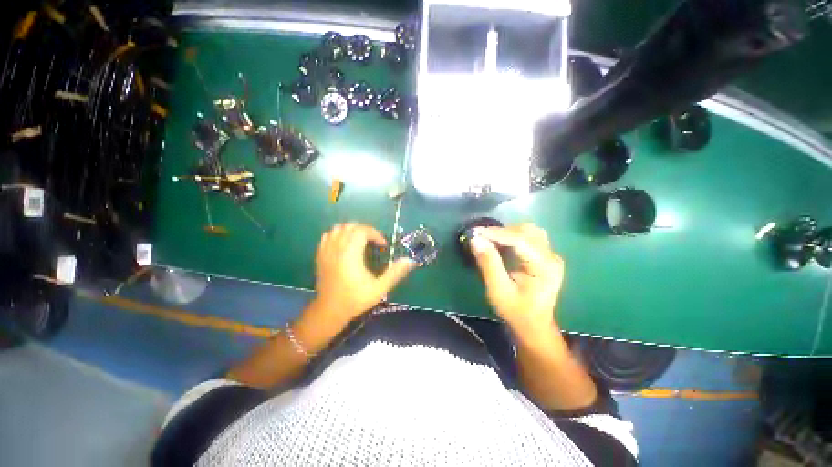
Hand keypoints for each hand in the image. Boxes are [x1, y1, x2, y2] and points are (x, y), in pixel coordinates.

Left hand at [312, 223, 415, 321]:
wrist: (330, 311)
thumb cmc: (355, 299)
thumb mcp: (379, 289)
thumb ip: (395, 273)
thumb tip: (409, 260)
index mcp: (351, 254)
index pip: (362, 231)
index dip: (375, 234)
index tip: (383, 245)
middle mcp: (337, 248)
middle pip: (351, 226)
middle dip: (365, 230)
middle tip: (374, 242)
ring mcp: (326, 251)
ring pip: (338, 228)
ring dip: (352, 230)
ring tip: (361, 241)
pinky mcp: (320, 255)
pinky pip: (328, 235)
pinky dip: (338, 234)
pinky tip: (345, 244)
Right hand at [470, 223, 564, 335]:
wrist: (534, 326)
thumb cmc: (516, 311)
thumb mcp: (498, 290)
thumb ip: (488, 264)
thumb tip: (476, 240)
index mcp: (544, 266)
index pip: (520, 240)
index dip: (496, 233)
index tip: (475, 232)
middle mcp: (551, 256)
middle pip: (526, 231)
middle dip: (501, 231)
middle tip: (480, 237)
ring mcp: (550, 255)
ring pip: (528, 231)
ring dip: (507, 232)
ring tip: (489, 240)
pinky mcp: (545, 256)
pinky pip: (528, 237)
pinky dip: (512, 236)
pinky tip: (500, 243)